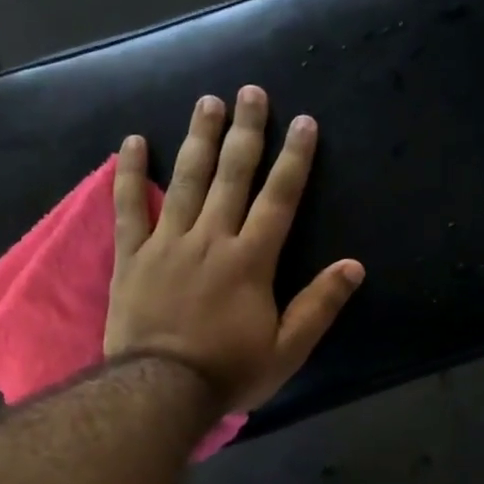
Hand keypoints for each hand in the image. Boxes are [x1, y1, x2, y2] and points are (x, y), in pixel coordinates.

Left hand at [105, 87, 363, 413]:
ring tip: (207, 102)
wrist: (160, 390)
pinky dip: (131, 173)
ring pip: (186, 180)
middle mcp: (211, 239)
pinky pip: (130, 206)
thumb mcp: (287, 349)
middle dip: (246, 131)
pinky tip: (134, 141)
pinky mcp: (131, 255)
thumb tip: (354, 266)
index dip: (294, 158)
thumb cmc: (229, 372)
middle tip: (251, 92)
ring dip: (199, 138)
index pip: (279, 198)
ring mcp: (167, 243)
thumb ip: (319, 306)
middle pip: (232, 175)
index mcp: (251, 260)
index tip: (303, 121)